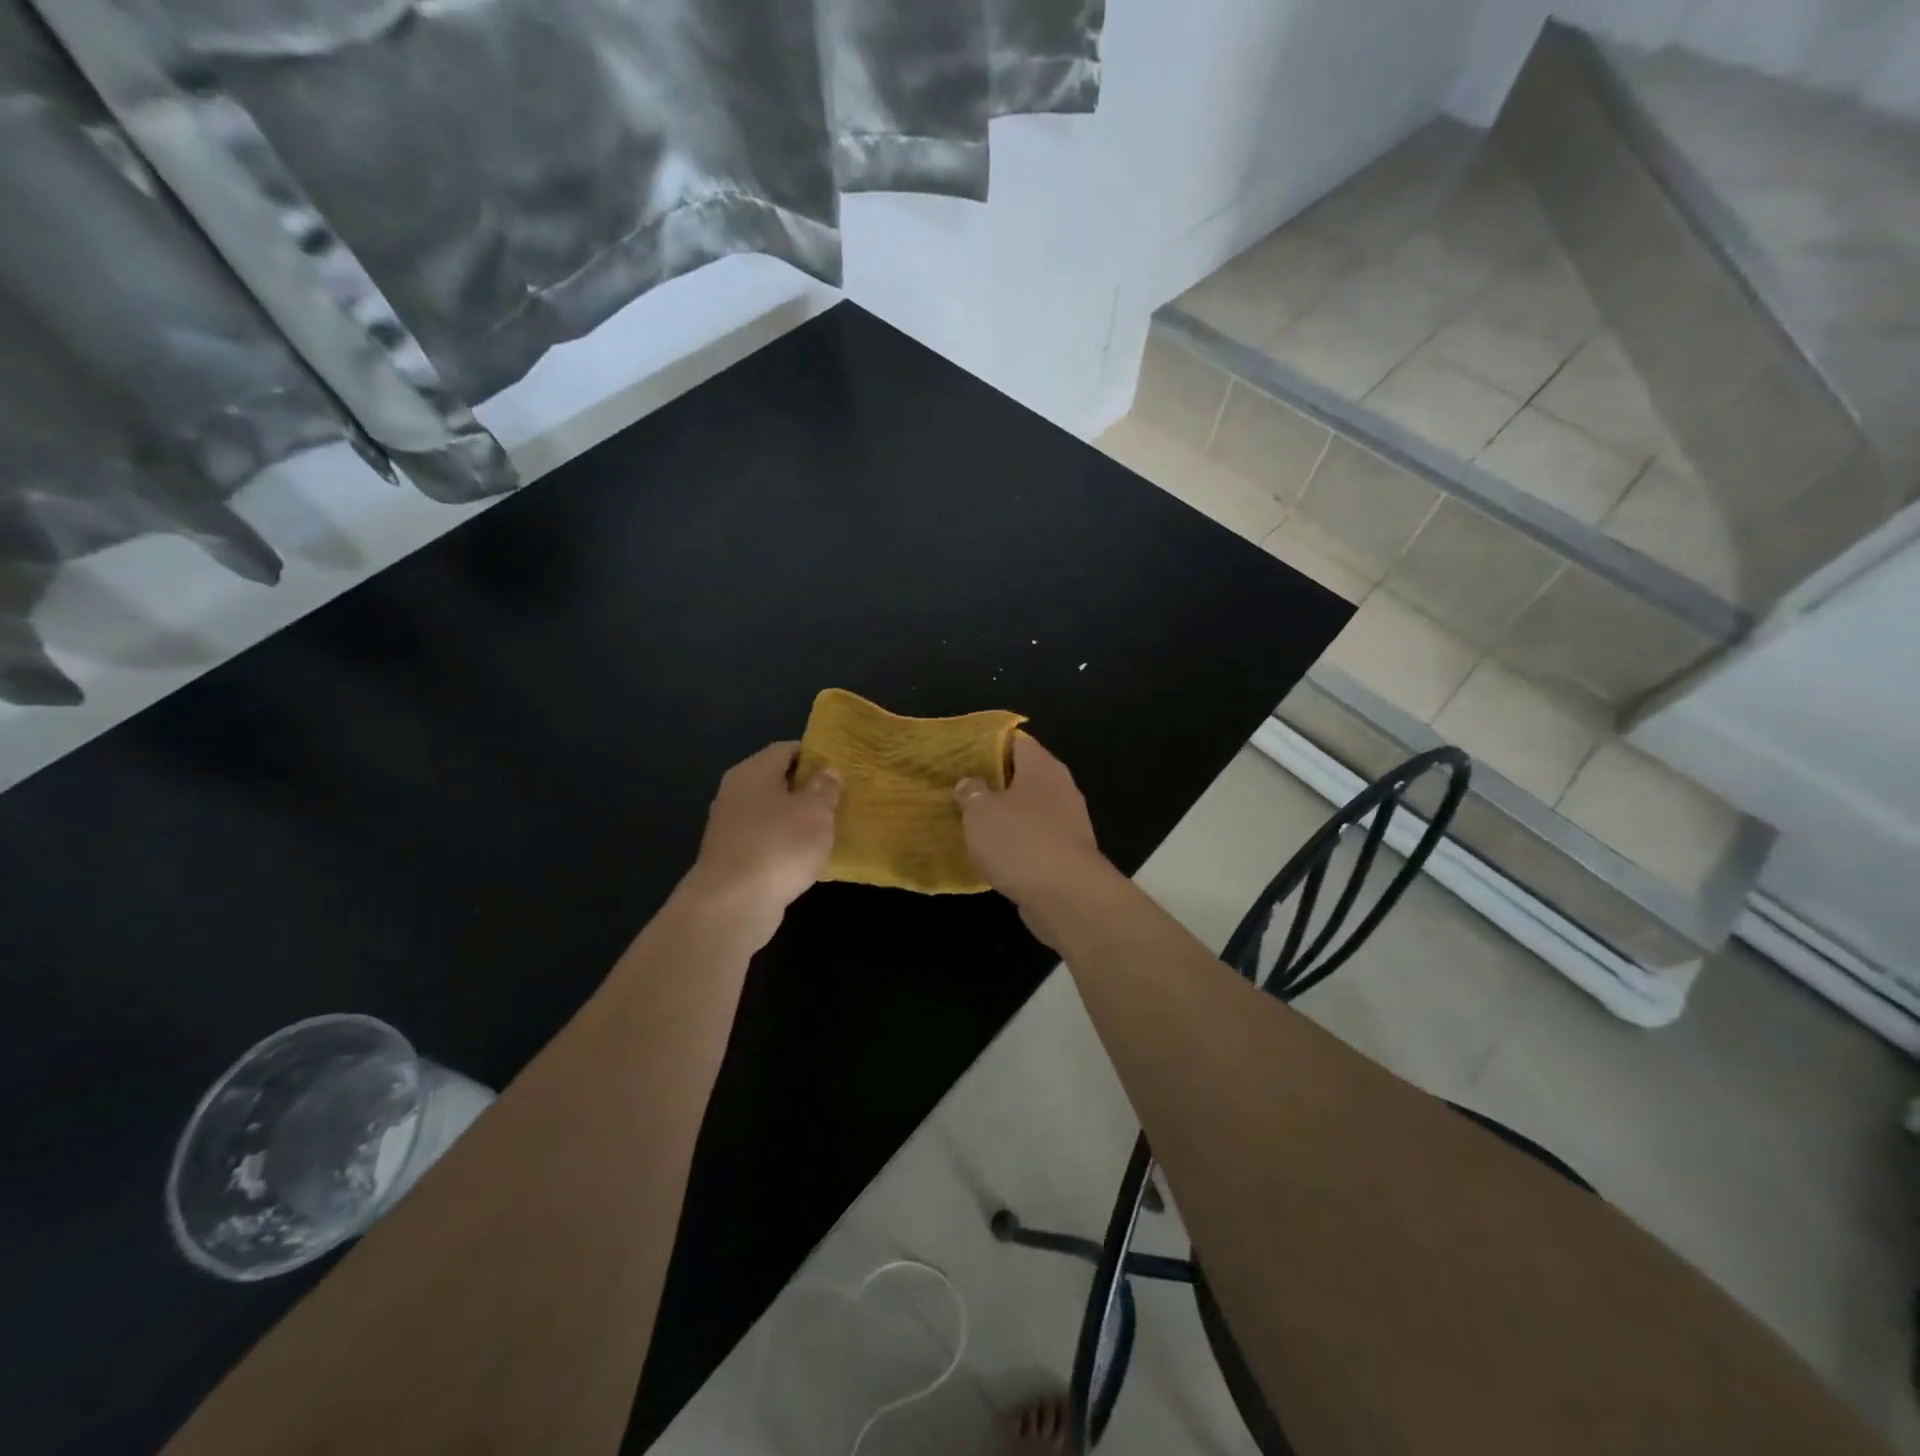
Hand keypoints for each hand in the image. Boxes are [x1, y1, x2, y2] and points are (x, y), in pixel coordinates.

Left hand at [684, 741, 839, 933]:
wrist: (732, 904)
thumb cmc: (779, 845)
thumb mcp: (816, 811)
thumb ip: (825, 787)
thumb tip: (828, 771)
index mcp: (753, 771)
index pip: (786, 749)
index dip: (814, 755)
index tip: (838, 769)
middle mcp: (735, 792)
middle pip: (776, 780)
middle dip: (806, 789)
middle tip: (838, 799)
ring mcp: (729, 826)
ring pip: (770, 812)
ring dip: (795, 819)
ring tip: (826, 829)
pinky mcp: (730, 857)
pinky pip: (764, 840)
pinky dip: (783, 844)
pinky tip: (804, 858)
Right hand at [955, 735, 1113, 946]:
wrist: (1067, 897)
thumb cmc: (1020, 842)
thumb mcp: (981, 813)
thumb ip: (972, 793)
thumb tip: (970, 783)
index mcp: (1041, 766)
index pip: (1016, 740)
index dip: (989, 743)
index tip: (963, 752)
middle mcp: (1060, 787)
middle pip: (1023, 775)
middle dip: (994, 781)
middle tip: (960, 787)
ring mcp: (1068, 822)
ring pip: (1029, 809)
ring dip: (1005, 814)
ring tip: (972, 820)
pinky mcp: (1067, 854)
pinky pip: (1035, 838)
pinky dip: (1016, 842)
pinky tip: (994, 853)